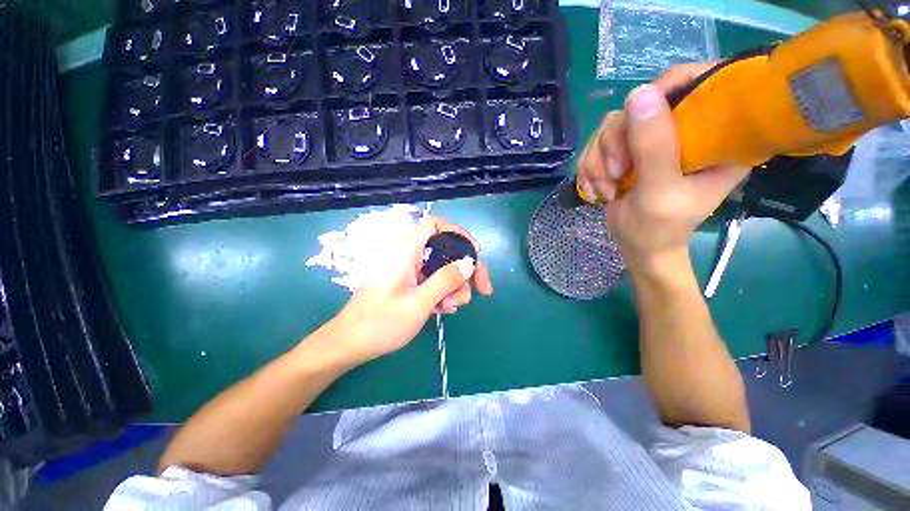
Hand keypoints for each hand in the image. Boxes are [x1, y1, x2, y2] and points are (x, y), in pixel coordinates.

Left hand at [327, 216, 493, 366]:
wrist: (349, 345)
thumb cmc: (379, 324)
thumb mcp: (418, 304)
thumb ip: (445, 281)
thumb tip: (469, 263)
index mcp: (405, 252)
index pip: (435, 224)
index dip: (458, 233)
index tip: (476, 254)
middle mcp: (408, 255)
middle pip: (445, 249)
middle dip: (465, 269)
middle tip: (481, 291)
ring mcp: (408, 270)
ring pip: (442, 268)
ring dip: (454, 287)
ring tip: (450, 308)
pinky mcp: (408, 282)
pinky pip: (433, 280)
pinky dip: (443, 293)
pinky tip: (442, 309)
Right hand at [576, 62, 749, 271]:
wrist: (637, 245)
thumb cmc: (659, 227)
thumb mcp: (659, 190)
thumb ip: (653, 146)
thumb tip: (639, 93)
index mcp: (717, 135)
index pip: (699, 83)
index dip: (664, 90)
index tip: (637, 119)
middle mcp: (684, 130)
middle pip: (641, 106)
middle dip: (616, 144)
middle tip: (617, 175)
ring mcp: (651, 140)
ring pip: (611, 126)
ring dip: (599, 161)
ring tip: (606, 190)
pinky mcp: (627, 151)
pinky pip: (596, 144)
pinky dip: (590, 167)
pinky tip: (596, 189)